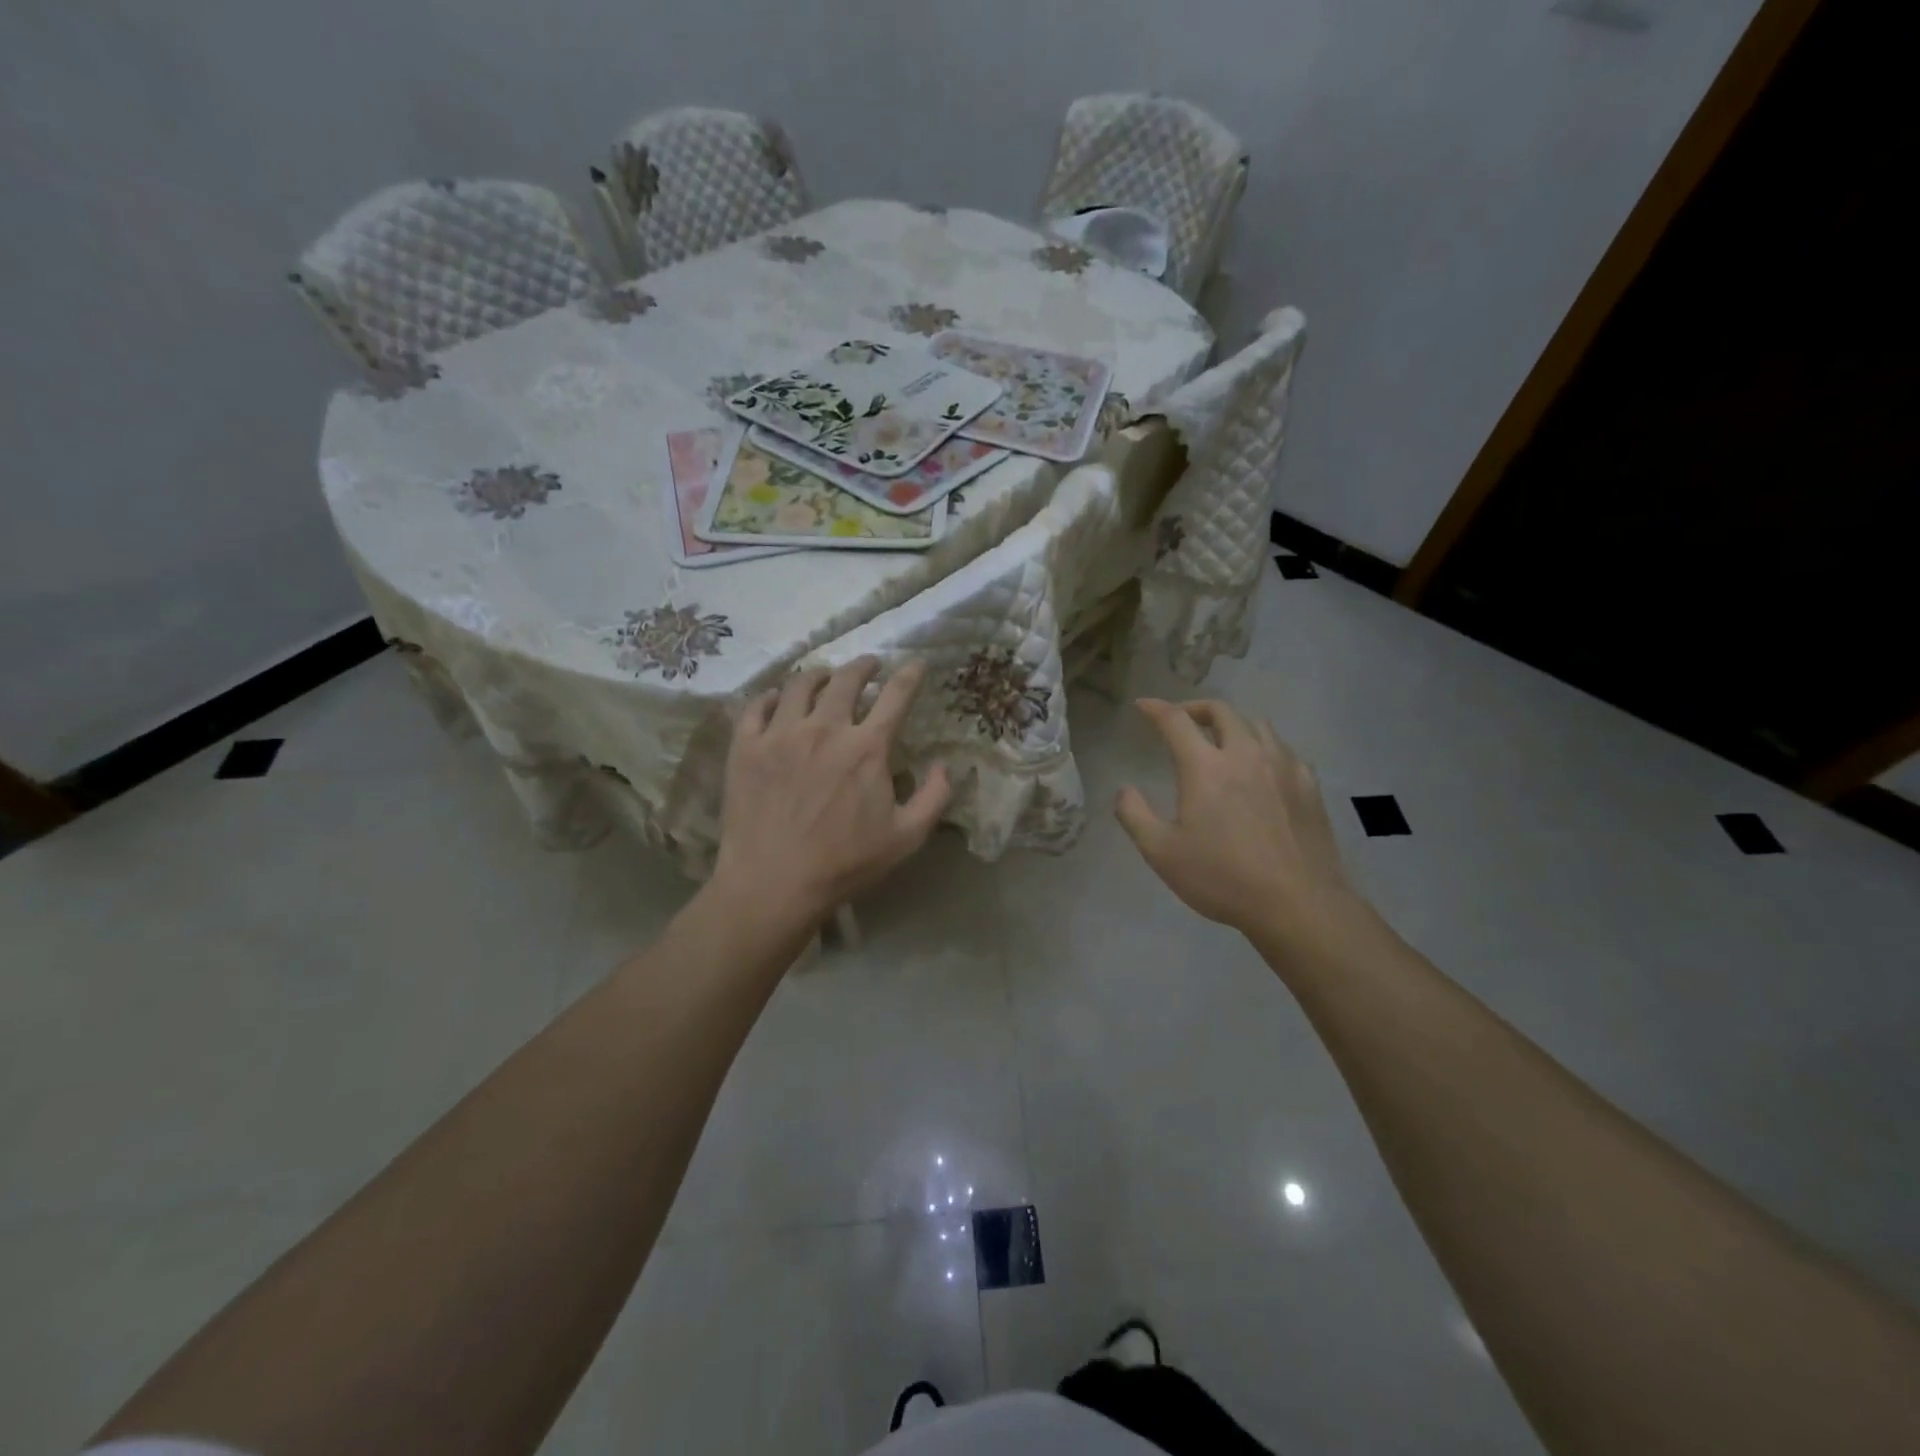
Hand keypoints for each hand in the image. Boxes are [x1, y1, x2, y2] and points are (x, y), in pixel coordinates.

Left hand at [712, 657, 951, 930]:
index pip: (895, 696)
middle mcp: (824, 729)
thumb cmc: (844, 863)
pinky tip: (778, 701)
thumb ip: (934, 797)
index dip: (910, 675)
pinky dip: (772, 697)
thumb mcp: (906, 838)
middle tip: (869, 664)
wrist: (773, 883)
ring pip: (800, 684)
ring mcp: (780, 734)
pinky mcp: (746, 747)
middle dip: (863, 665)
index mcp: (866, 748)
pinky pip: (757, 706)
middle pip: (846, 679)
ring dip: (819, 675)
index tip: (916, 663)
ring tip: (824, 676)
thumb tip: (946, 766)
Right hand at [1115, 698, 1377, 955]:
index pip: (1176, 720)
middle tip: (1181, 720)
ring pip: (1256, 725)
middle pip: (1221, 711)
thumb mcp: (1161, 852)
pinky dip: (1263, 747)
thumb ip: (1134, 815)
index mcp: (1205, 766)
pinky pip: (1283, 749)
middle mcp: (1245, 754)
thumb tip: (1125, 789)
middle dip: (1195, 708)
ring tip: (1221, 741)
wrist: (1298, 903)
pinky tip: (1261, 768)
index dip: (1155, 708)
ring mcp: (1282, 766)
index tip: (1143, 706)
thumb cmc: (1222, 878)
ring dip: (1232, 724)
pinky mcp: (1308, 785)